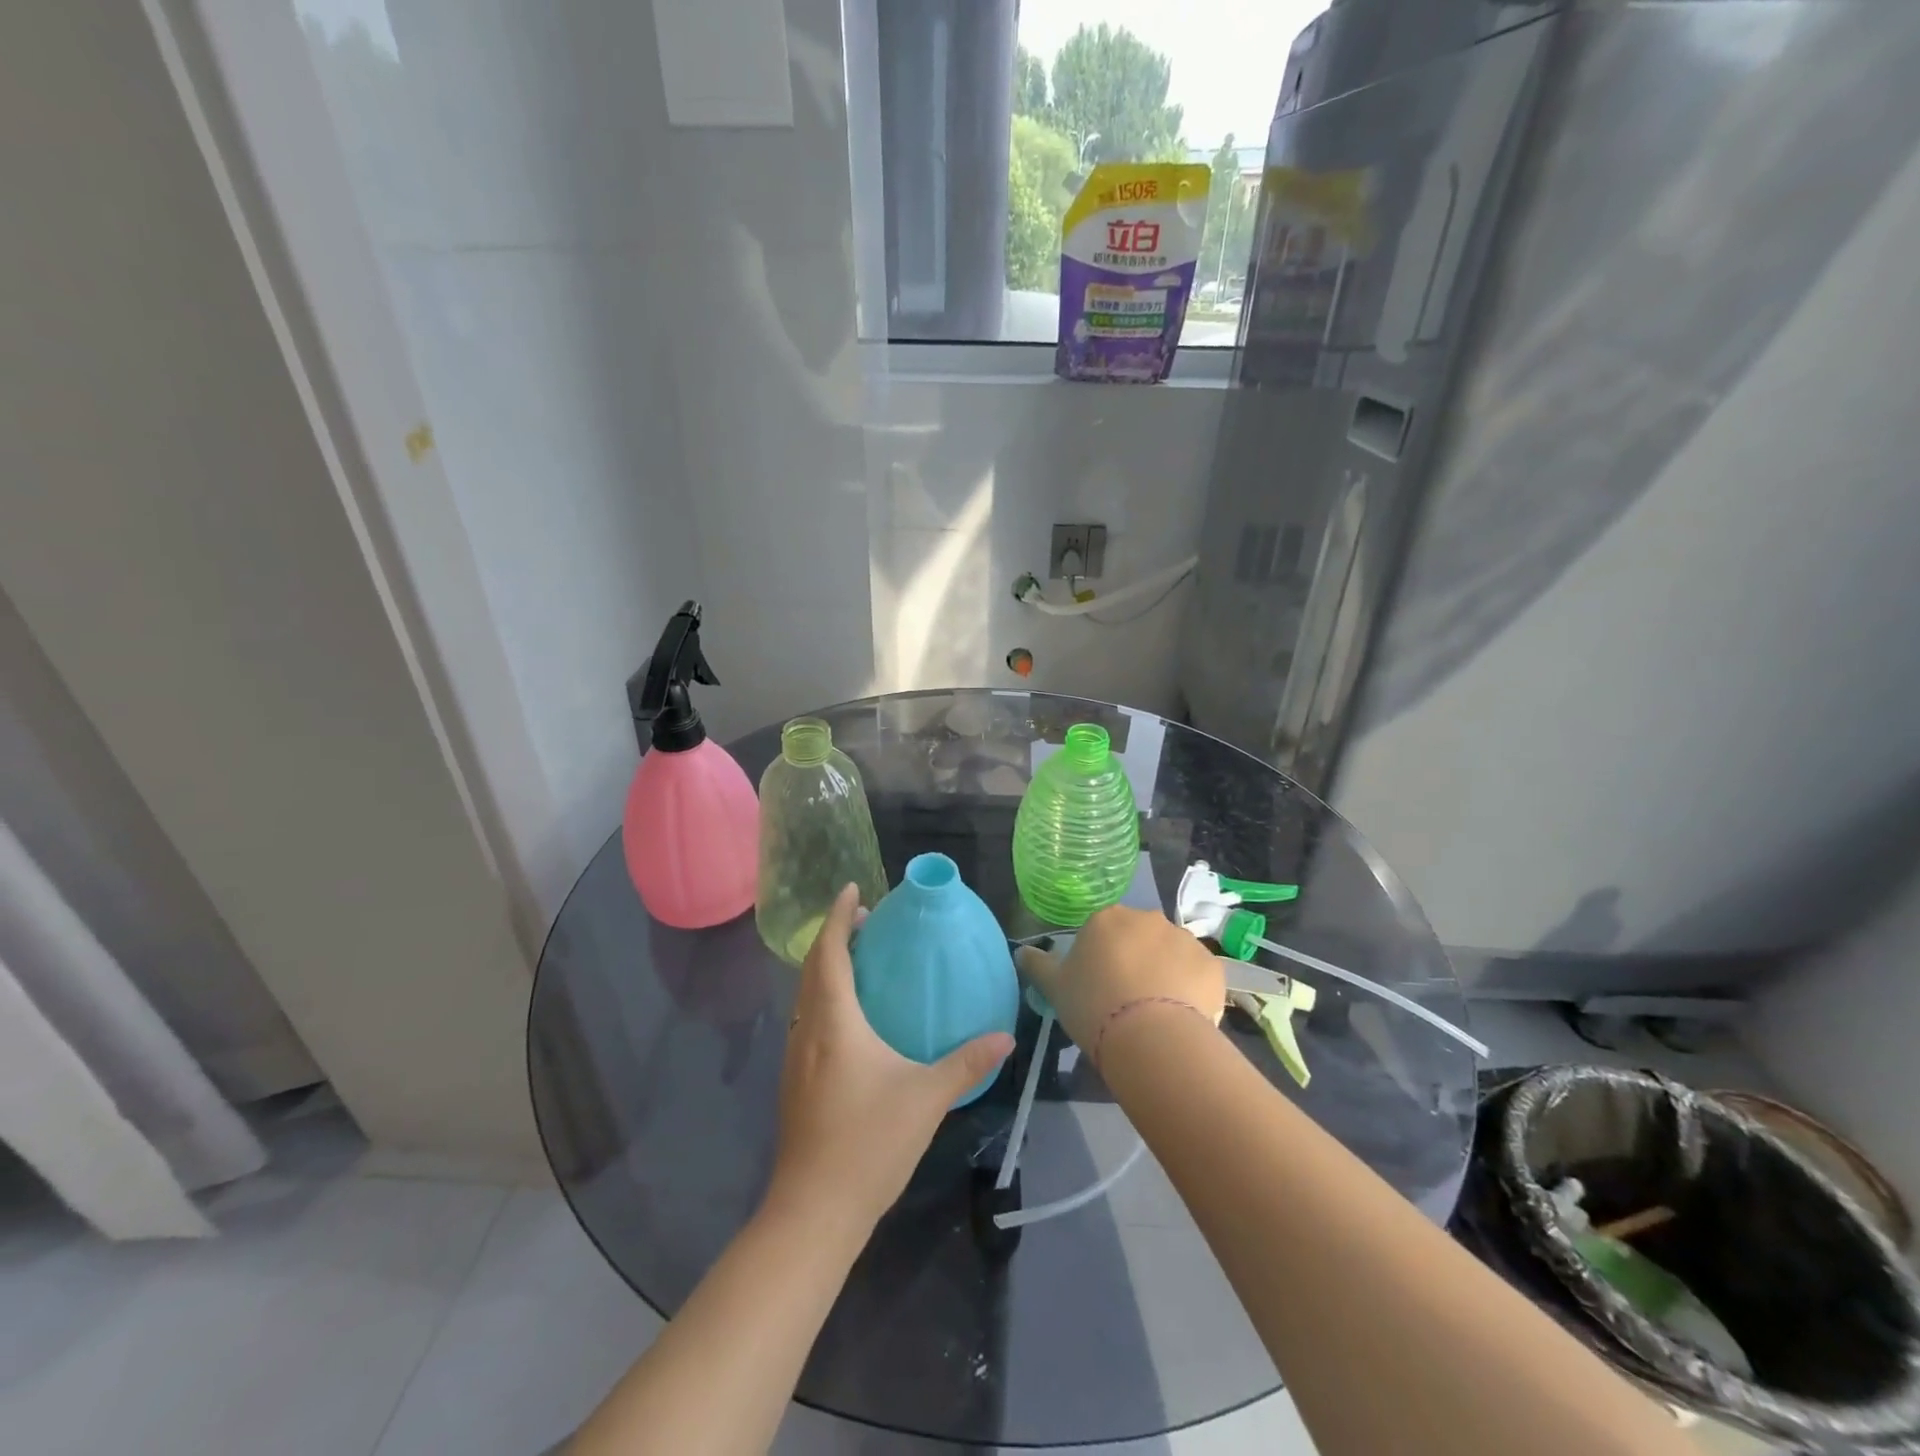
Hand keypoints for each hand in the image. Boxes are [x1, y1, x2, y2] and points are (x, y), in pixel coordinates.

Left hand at [771, 884, 1014, 1229]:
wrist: (814, 1210)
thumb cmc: (869, 1143)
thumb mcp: (927, 1098)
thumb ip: (967, 1062)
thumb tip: (1006, 1036)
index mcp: (834, 1022)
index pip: (830, 952)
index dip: (838, 916)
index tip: (852, 889)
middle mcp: (808, 1030)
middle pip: (813, 967)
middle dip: (835, 936)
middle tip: (865, 920)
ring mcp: (795, 1057)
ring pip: (805, 994)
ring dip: (827, 966)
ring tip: (859, 959)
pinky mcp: (795, 1081)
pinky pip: (806, 1018)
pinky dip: (824, 996)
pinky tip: (849, 1017)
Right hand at [1015, 905, 1225, 1052]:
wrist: (1152, 1037)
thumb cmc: (1094, 1005)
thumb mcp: (1054, 987)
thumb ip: (1037, 965)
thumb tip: (1022, 952)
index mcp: (1107, 918)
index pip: (1101, 931)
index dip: (1099, 958)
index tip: (1098, 986)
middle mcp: (1147, 918)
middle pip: (1138, 937)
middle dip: (1134, 959)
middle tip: (1126, 999)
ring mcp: (1183, 939)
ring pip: (1170, 953)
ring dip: (1163, 972)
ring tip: (1155, 1013)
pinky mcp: (1212, 964)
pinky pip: (1197, 973)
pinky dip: (1190, 988)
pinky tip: (1180, 1016)